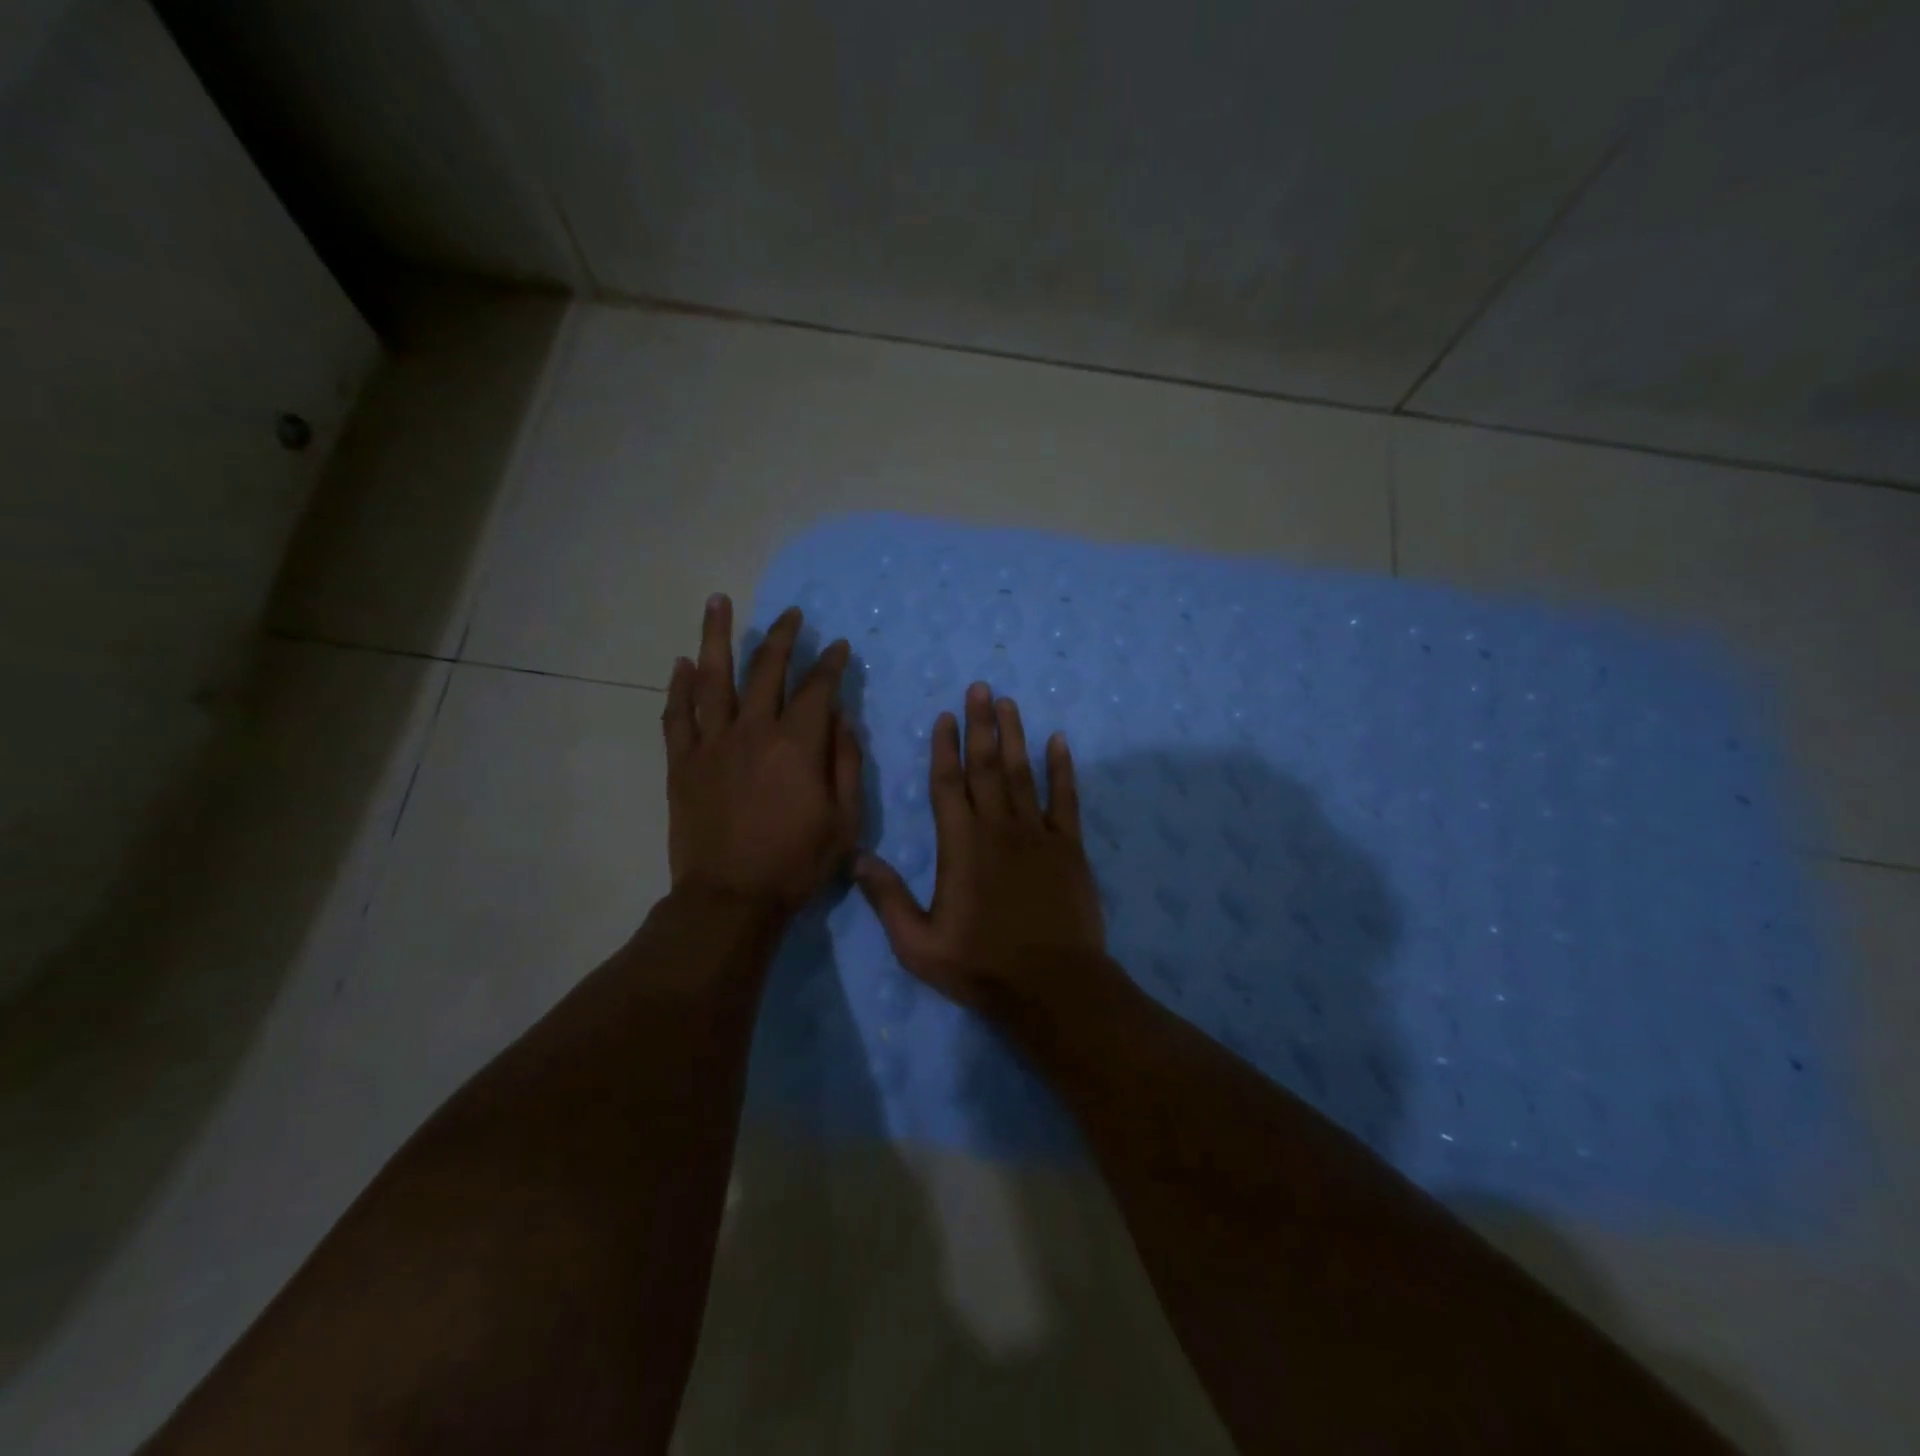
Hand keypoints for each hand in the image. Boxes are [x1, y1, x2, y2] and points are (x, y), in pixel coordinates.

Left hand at [661, 595, 862, 912]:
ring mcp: (711, 744)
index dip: (831, 664)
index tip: (839, 647)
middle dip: (783, 637)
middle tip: (792, 614)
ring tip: (718, 601)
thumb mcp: (845, 820)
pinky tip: (683, 663)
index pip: (817, 689)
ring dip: (717, 636)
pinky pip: (677, 716)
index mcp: (797, 745)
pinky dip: (679, 687)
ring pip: (713, 678)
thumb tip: (841, 718)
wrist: (731, 899)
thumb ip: (846, 763)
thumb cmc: (796, 863)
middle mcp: (753, 731)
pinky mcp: (682, 763)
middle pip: (767, 670)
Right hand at [855, 683, 1108, 1015]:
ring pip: (1022, 773)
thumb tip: (857, 857)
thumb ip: (887, 899)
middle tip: (980, 688)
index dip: (945, 748)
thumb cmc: (981, 966)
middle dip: (981, 725)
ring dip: (1015, 736)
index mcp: (960, 845)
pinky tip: (1058, 741)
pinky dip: (1062, 768)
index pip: (948, 784)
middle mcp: (998, 828)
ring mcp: (1037, 834)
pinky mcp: (1069, 847)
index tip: (945, 716)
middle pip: (986, 766)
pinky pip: (1066, 798)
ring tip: (1009, 702)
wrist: (1053, 986)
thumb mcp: (918, 944)